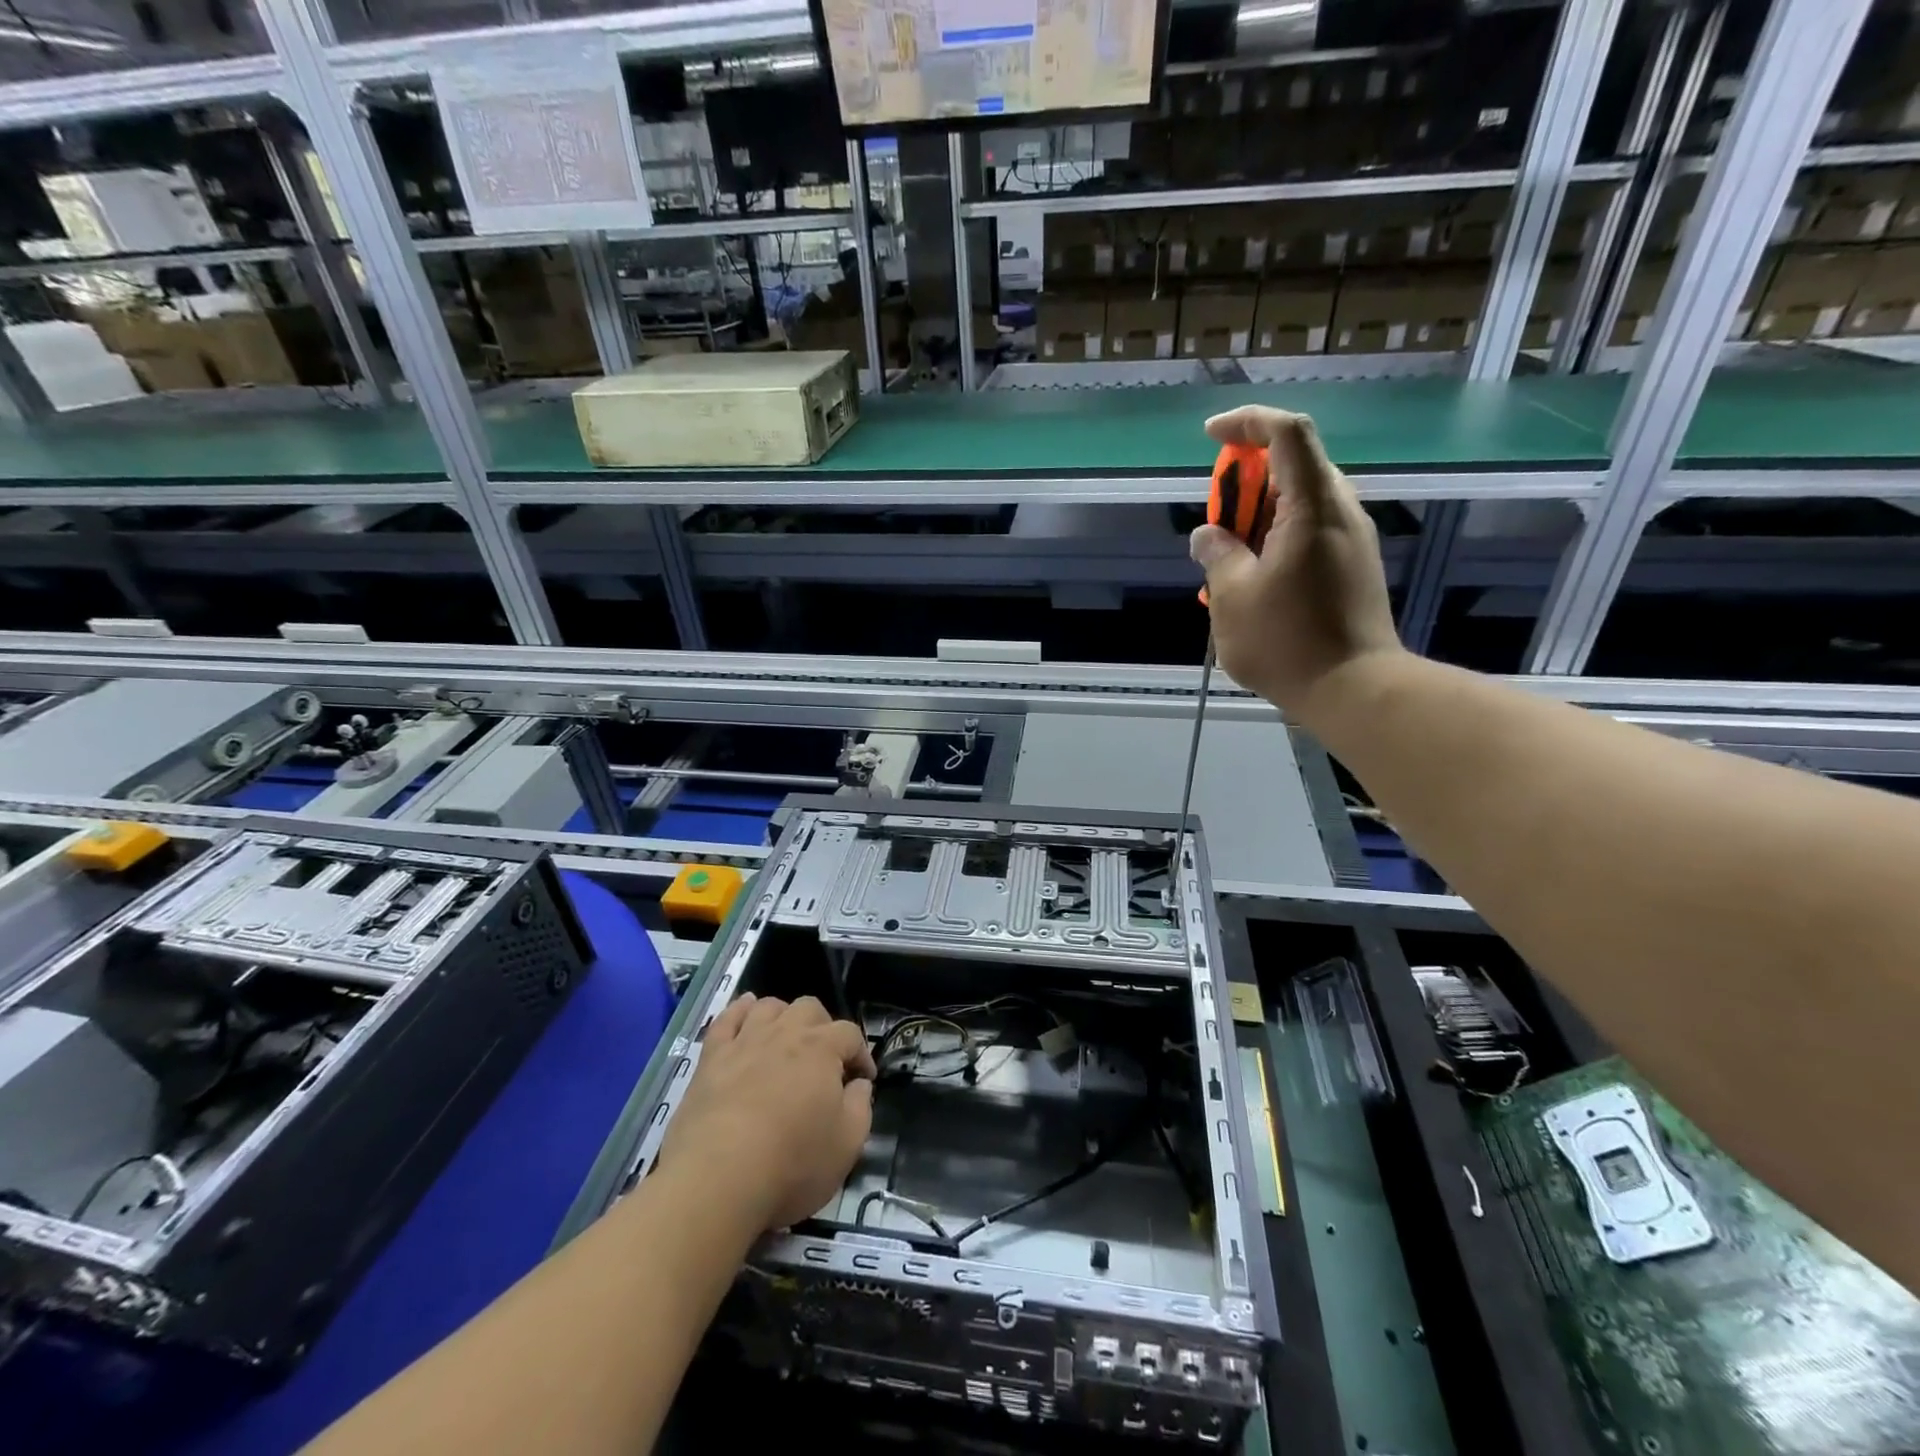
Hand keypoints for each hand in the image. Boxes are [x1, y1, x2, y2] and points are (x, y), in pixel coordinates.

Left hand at [658, 994, 875, 1232]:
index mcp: (822, 1049)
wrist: (717, 1178)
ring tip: (786, 1039)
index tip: (863, 1079)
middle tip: (824, 1059)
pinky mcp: (712, 1057)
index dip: (861, 1053)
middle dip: (823, 1027)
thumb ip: (860, 1107)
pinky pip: (727, 1019)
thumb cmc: (791, 1162)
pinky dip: (739, 1010)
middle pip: (810, 1008)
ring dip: (784, 1016)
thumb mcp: (847, 1144)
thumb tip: (859, 1085)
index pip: (851, 1034)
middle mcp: (785, 1033)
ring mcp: (745, 1041)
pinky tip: (745, 1010)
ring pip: (770, 1007)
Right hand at [1190, 406, 1401, 715]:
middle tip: (1217, 524)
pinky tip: (1253, 581)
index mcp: (1313, 507)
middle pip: (1292, 467)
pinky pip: (1309, 532)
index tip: (1211, 437)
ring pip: (1299, 503)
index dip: (1247, 422)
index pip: (1286, 433)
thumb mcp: (1232, 597)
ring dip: (1257, 517)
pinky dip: (1276, 540)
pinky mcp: (1353, 567)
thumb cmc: (1287, 641)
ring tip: (1228, 561)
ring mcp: (1351, 540)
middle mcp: (1340, 512)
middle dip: (1245, 482)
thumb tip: (1208, 535)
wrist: (1354, 689)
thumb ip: (1217, 555)